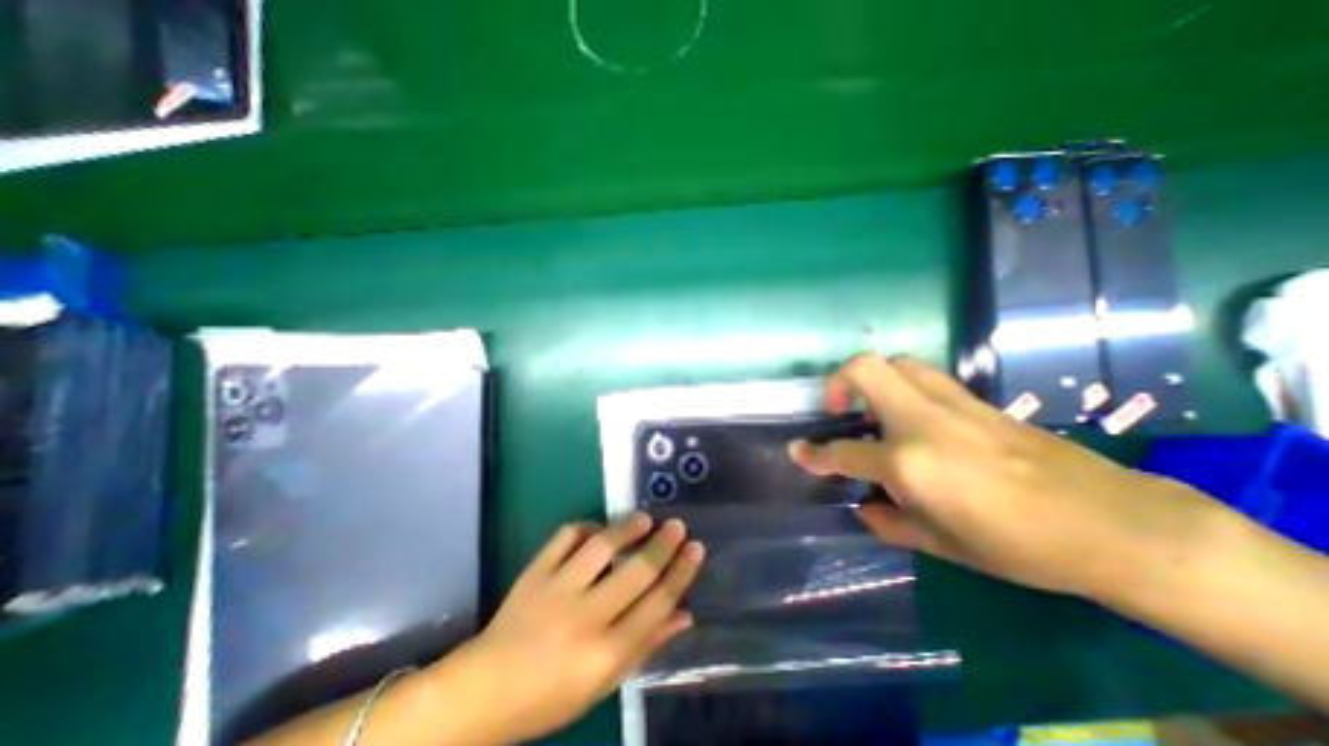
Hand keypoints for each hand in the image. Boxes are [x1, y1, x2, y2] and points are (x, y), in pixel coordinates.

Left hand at [438, 516, 704, 741]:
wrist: (484, 691)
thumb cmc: (550, 696)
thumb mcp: (603, 683)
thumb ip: (645, 647)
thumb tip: (684, 614)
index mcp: (605, 653)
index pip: (656, 605)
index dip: (681, 573)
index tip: (695, 549)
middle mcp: (585, 617)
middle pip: (636, 572)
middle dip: (663, 545)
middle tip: (677, 525)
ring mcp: (557, 589)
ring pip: (601, 547)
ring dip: (627, 528)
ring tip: (644, 519)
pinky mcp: (535, 572)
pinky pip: (565, 537)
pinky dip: (586, 526)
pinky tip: (597, 529)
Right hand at [780, 353, 1217, 598]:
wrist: (1115, 524)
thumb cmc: (1021, 545)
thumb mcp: (945, 546)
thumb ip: (893, 524)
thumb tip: (866, 509)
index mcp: (909, 463)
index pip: (844, 453)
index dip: (814, 455)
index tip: (797, 451)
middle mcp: (922, 421)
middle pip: (864, 369)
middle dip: (838, 382)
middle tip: (839, 408)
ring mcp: (951, 403)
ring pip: (896, 363)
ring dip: (872, 379)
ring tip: (875, 409)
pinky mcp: (975, 400)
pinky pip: (925, 377)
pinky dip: (904, 387)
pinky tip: (913, 417)